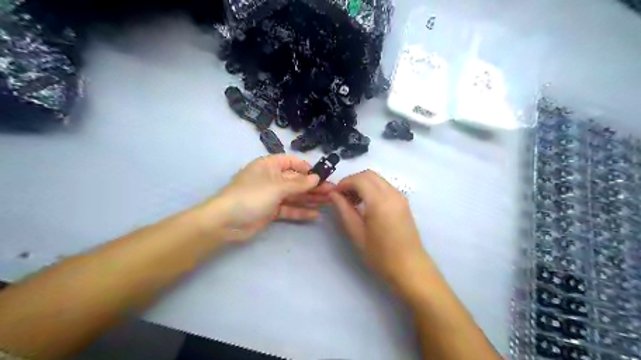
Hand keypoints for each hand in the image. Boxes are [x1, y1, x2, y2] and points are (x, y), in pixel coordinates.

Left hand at [206, 154, 335, 241]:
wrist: (226, 222)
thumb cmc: (251, 196)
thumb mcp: (277, 187)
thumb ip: (299, 183)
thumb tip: (317, 178)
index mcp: (269, 166)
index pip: (291, 162)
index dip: (306, 168)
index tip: (322, 175)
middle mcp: (271, 179)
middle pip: (296, 180)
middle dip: (313, 186)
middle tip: (332, 191)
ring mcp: (271, 196)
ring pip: (294, 195)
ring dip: (310, 198)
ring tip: (329, 202)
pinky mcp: (271, 211)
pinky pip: (289, 209)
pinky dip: (300, 211)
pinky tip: (315, 214)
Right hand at [331, 170, 429, 296]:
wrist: (410, 268)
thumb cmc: (381, 255)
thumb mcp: (357, 234)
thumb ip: (344, 210)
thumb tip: (333, 195)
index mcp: (380, 201)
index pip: (359, 179)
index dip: (344, 183)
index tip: (334, 194)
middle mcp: (392, 193)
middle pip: (369, 175)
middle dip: (353, 181)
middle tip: (342, 197)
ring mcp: (400, 197)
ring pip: (377, 179)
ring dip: (363, 184)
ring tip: (353, 202)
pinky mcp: (403, 202)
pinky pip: (385, 186)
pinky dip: (372, 189)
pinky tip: (366, 205)